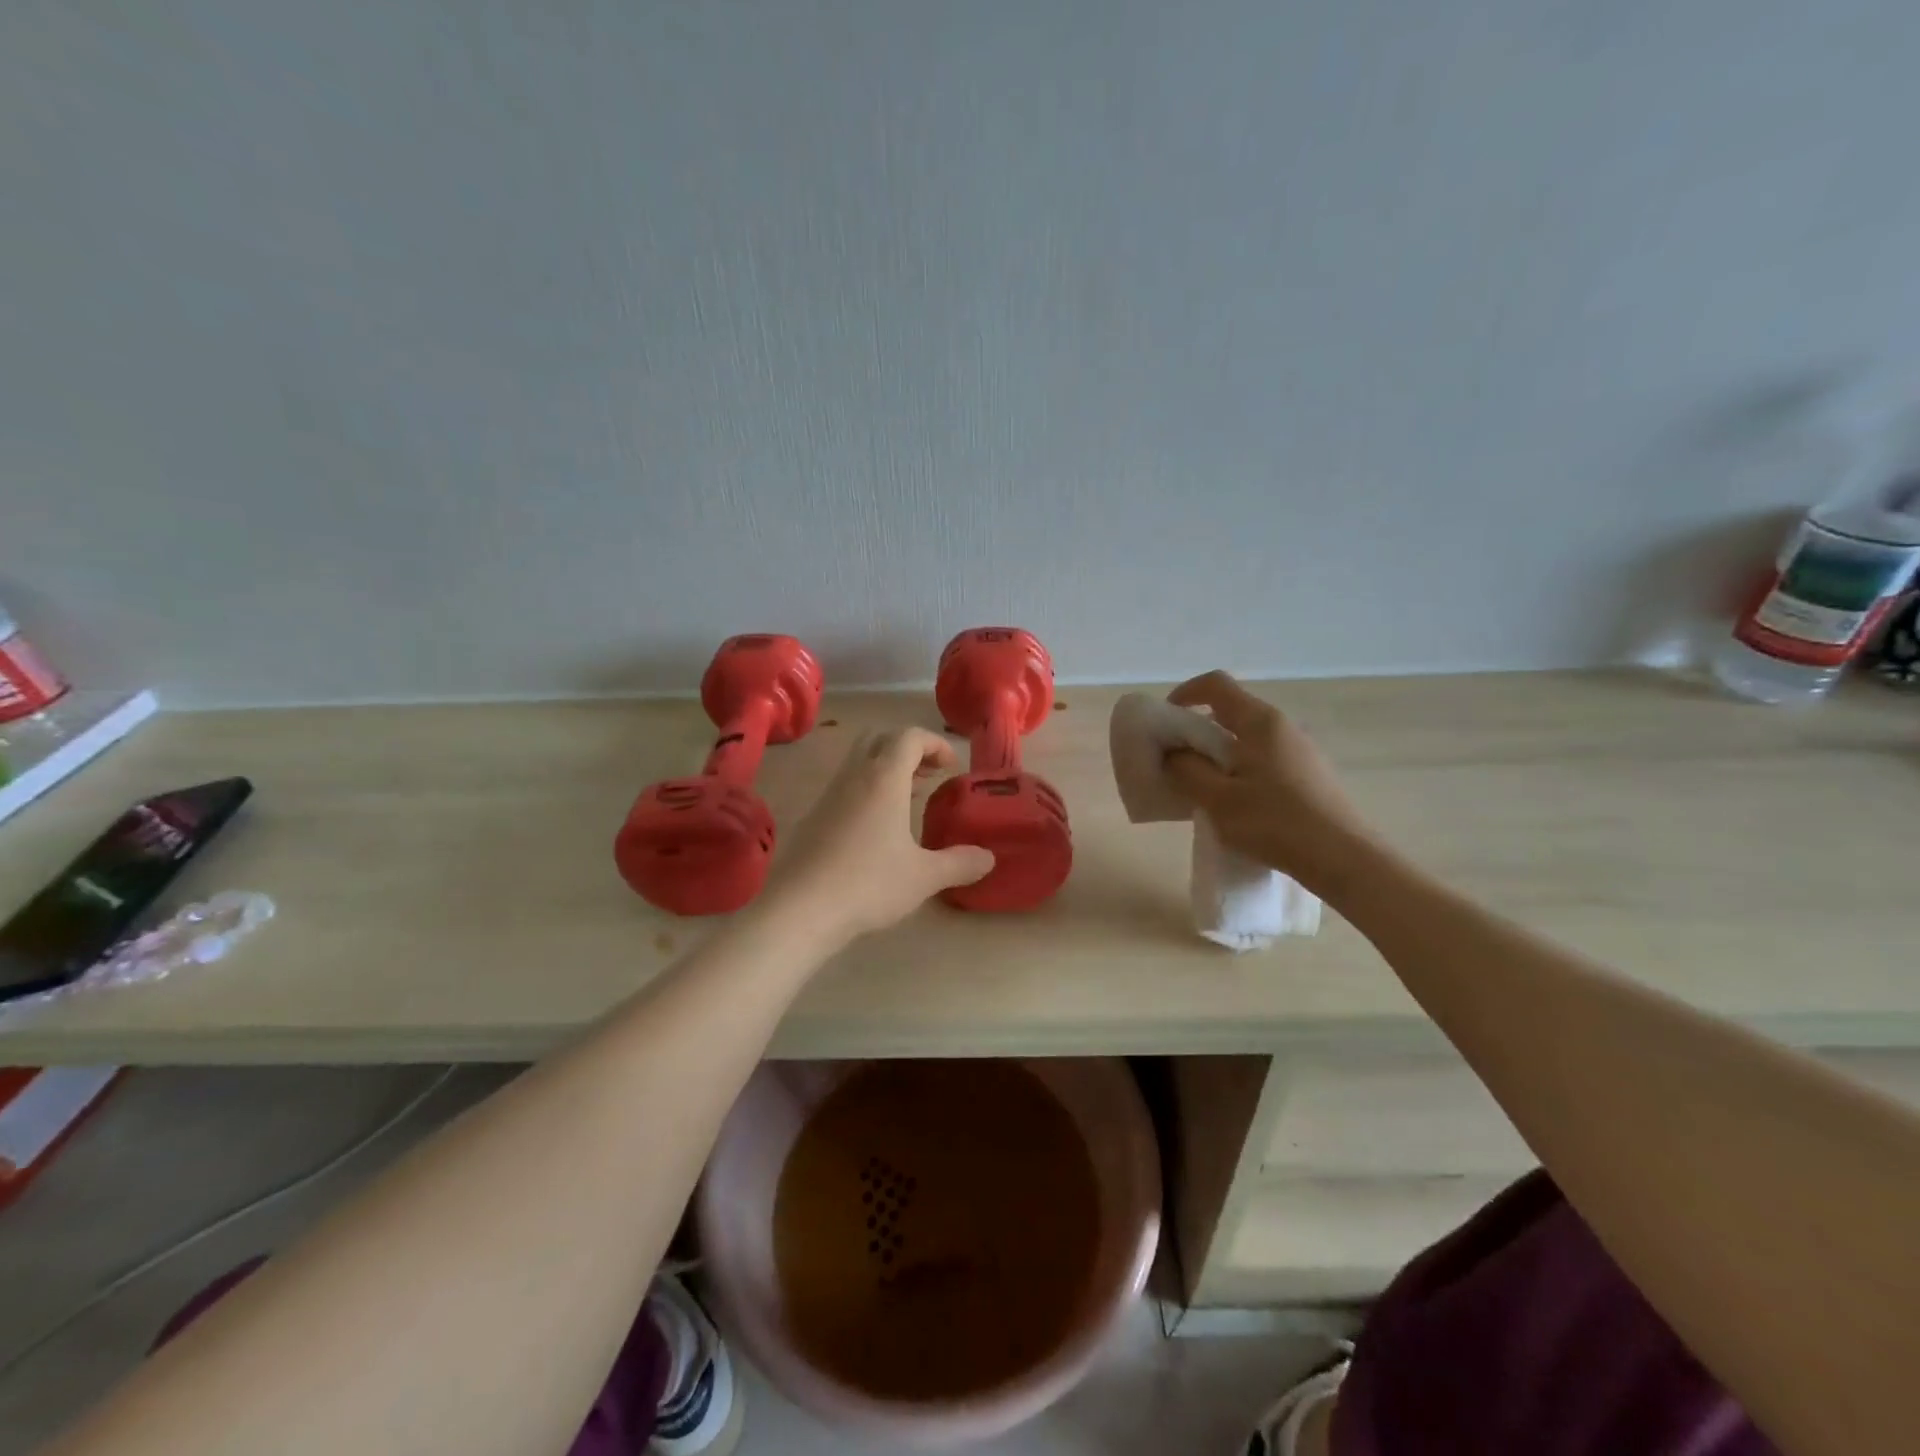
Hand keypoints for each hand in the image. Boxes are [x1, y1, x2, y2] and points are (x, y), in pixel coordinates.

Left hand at [763, 728, 995, 943]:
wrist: (800, 909)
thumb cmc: (869, 883)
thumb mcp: (924, 876)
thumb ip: (959, 863)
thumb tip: (988, 858)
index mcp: (884, 778)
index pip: (910, 737)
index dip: (935, 743)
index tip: (951, 766)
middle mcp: (854, 776)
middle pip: (880, 739)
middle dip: (908, 749)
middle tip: (929, 775)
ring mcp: (829, 795)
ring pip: (859, 762)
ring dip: (886, 770)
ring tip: (909, 798)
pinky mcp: (813, 817)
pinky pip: (845, 787)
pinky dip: (866, 791)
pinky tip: (877, 828)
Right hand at [1164, 671, 1379, 891]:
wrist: (1345, 859)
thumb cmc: (1275, 823)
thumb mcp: (1217, 800)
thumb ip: (1187, 770)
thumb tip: (1174, 753)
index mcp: (1259, 722)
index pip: (1216, 684)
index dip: (1185, 693)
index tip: (1167, 721)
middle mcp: (1283, 726)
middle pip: (1232, 711)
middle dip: (1198, 730)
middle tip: (1179, 762)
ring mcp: (1301, 750)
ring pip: (1249, 738)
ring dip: (1219, 753)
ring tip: (1205, 788)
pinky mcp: (1311, 774)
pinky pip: (1265, 759)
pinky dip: (1241, 769)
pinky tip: (1239, 805)